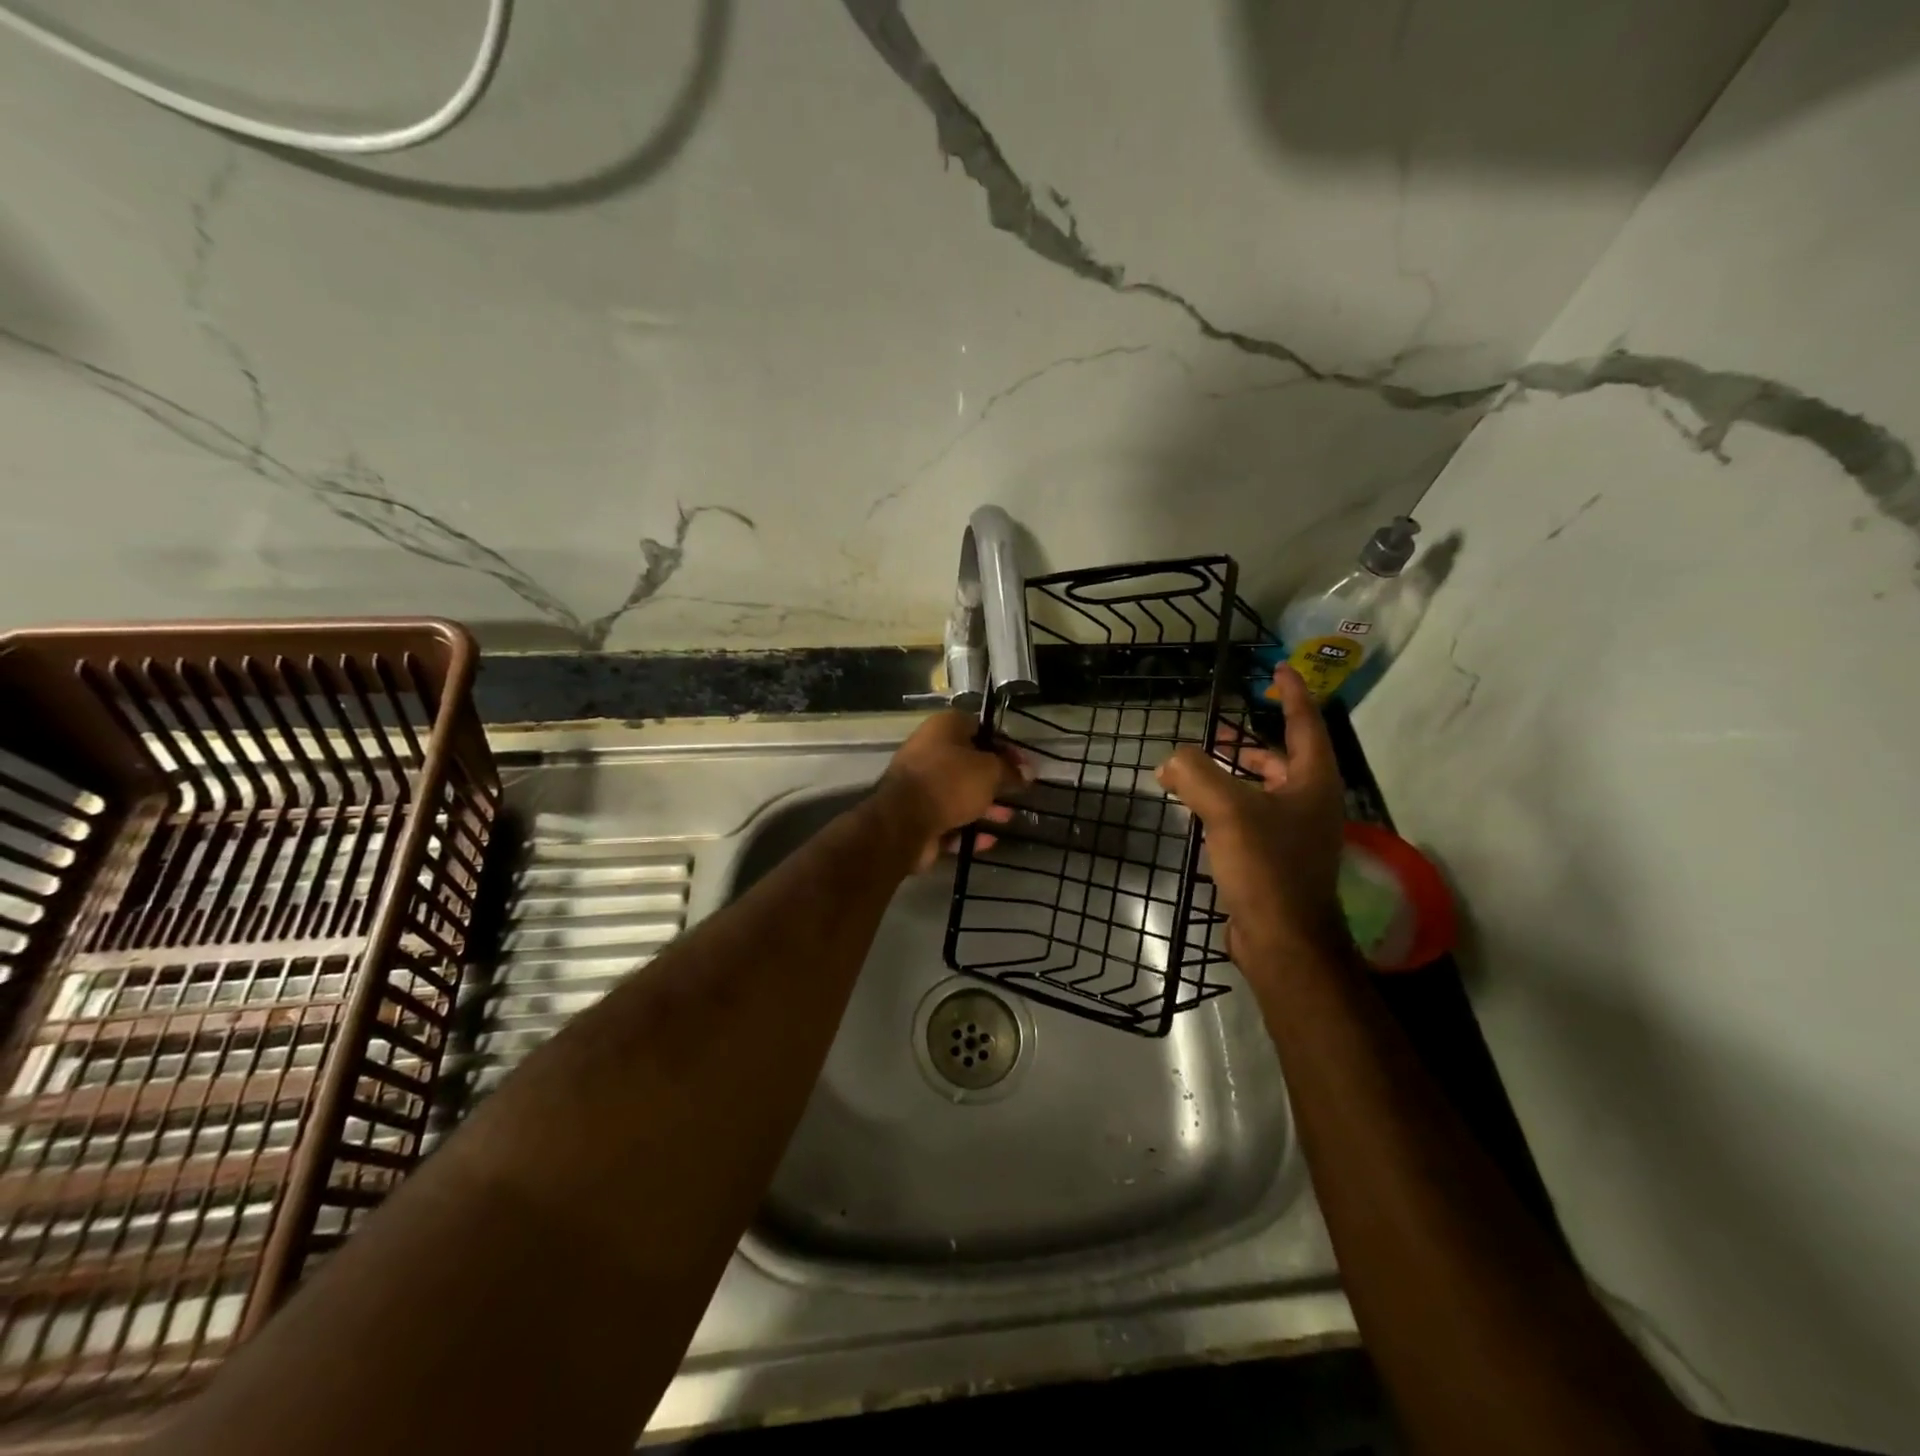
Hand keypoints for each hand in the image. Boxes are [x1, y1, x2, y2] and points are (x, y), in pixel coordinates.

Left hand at [877, 710, 1029, 870]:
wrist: (904, 822)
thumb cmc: (950, 783)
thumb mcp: (989, 771)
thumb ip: (1010, 770)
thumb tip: (1027, 772)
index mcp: (943, 728)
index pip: (980, 728)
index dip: (1004, 745)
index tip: (1024, 765)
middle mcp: (928, 752)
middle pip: (969, 763)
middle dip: (995, 780)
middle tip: (1018, 792)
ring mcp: (920, 786)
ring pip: (959, 794)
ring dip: (984, 806)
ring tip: (1008, 818)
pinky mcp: (917, 816)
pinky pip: (949, 821)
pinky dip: (968, 830)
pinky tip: (989, 840)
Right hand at [1156, 665, 1350, 971]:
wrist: (1283, 940)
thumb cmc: (1267, 867)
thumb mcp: (1228, 811)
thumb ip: (1197, 774)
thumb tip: (1170, 759)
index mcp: (1313, 782)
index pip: (1305, 723)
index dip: (1292, 693)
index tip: (1278, 669)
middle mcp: (1311, 803)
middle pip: (1284, 758)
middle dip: (1250, 743)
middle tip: (1217, 731)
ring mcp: (1296, 833)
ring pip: (1265, 790)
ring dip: (1235, 775)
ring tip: (1198, 768)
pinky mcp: (1276, 858)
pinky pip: (1252, 817)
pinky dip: (1228, 805)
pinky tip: (1200, 810)